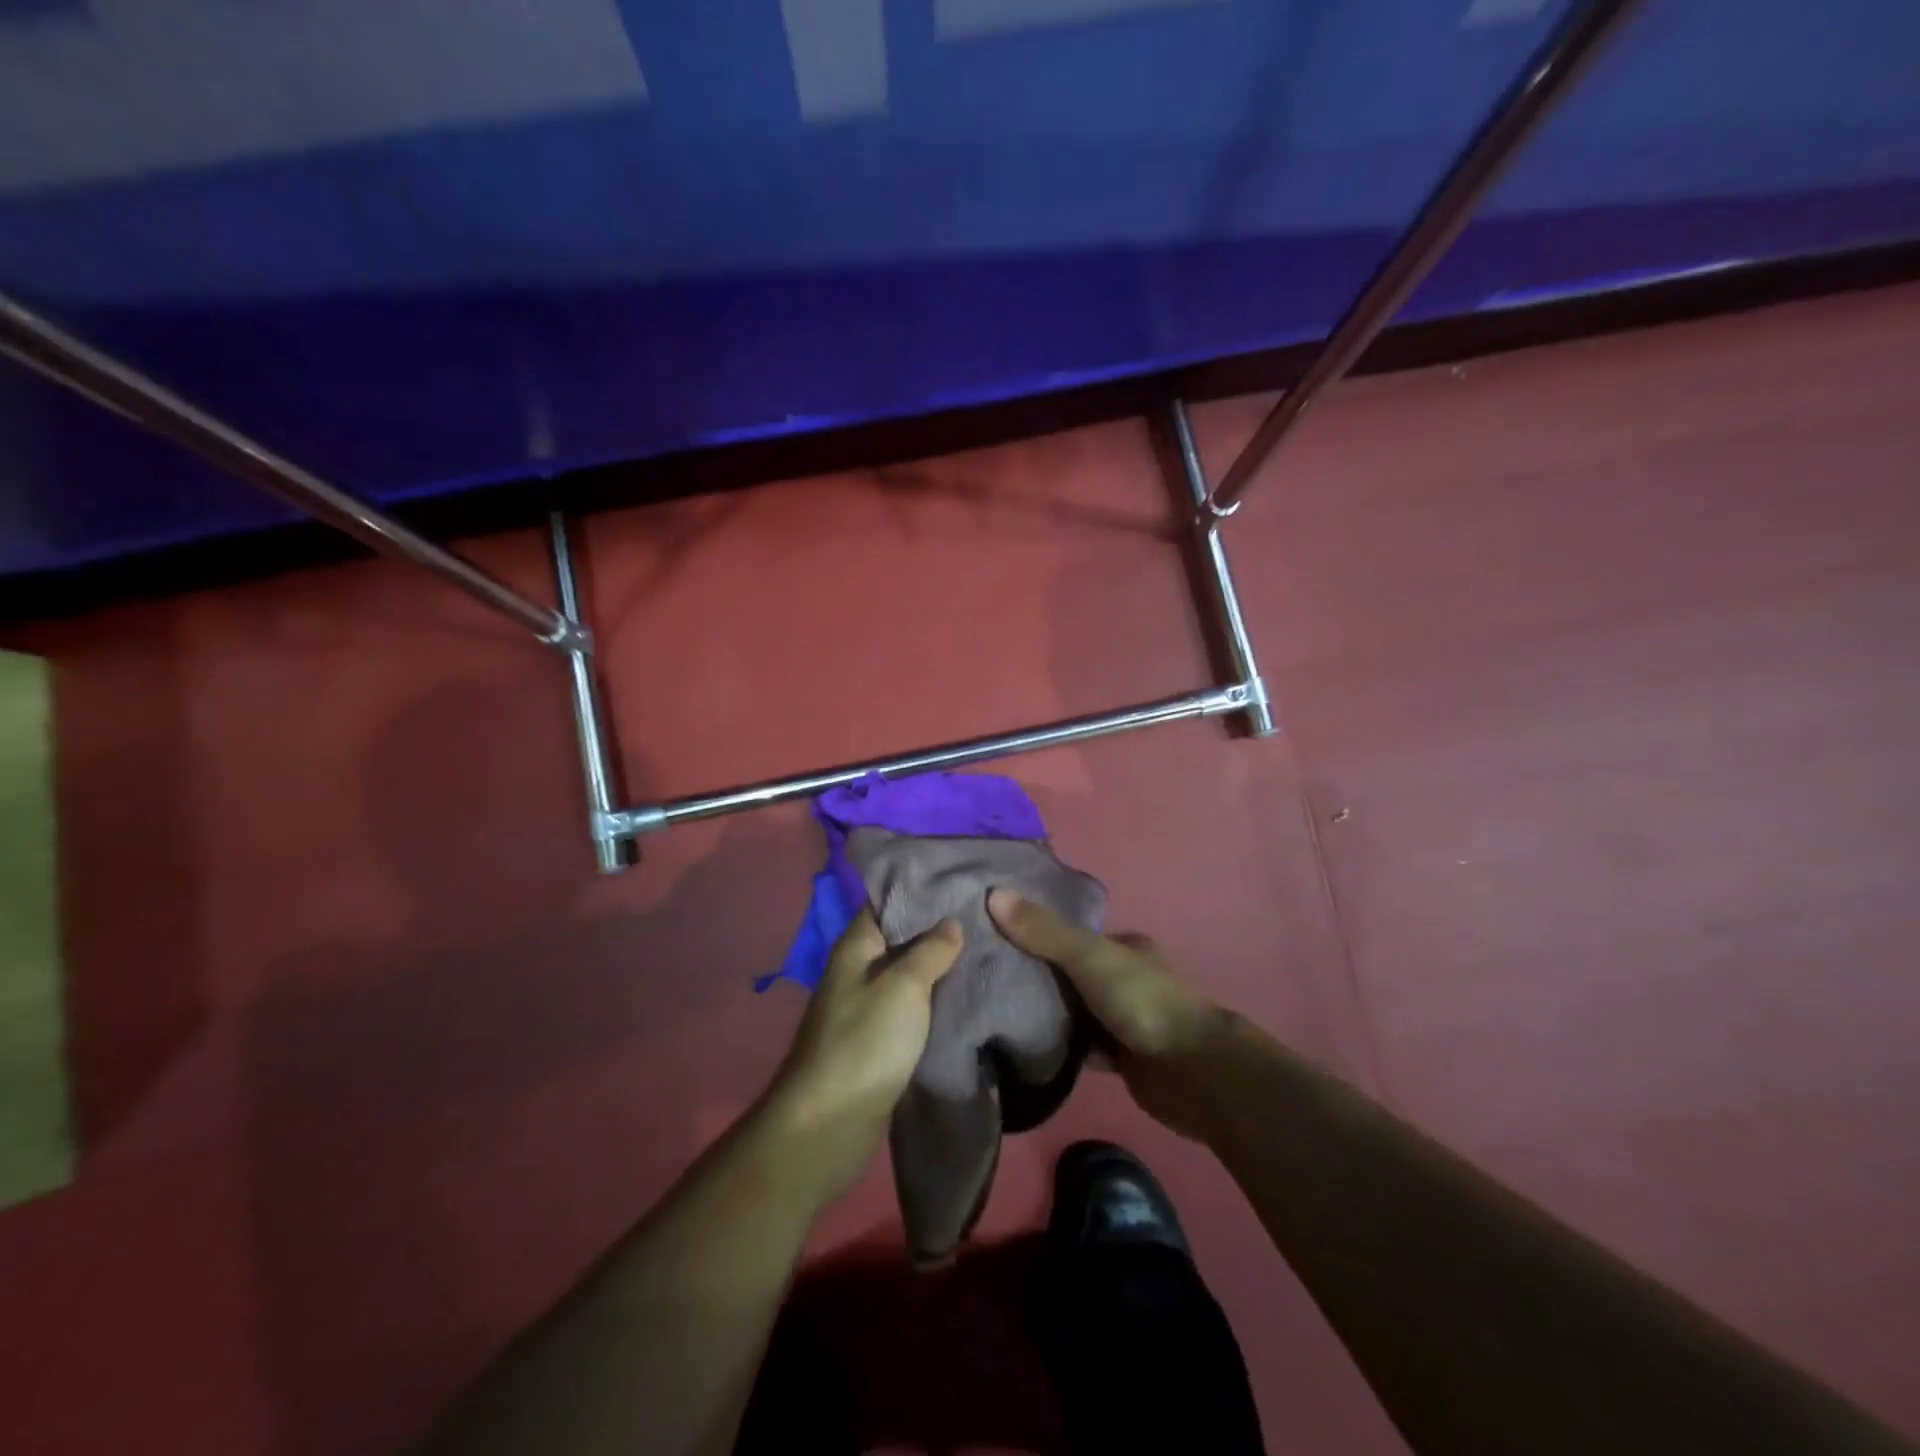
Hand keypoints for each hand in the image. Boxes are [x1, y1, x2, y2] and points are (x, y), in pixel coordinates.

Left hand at [762, 910, 961, 1202]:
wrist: (830, 1123)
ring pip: (910, 975)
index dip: (920, 888)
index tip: (960, 877)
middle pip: (902, 937)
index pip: (887, 900)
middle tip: (985, 913)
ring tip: (987, 946)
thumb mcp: (903, 986)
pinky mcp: (881, 1040)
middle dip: (939, 927)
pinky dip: (937, 999)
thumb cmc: (864, 1041)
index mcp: (856, 946)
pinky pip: (913, 1008)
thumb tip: (952, 922)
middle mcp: (859, 970)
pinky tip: (970, 992)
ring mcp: (869, 1007)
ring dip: (941, 965)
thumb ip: (930, 950)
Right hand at [987, 887, 1233, 1138]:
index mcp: (1124, 946)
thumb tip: (993, 893)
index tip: (993, 937)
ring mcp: (1123, 1019)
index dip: (1034, 933)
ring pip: (1074, 1011)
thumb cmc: (1143, 1001)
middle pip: (1069, 973)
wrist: (1193, 1074)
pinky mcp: (1121, 1058)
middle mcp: (1124, 978)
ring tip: (993, 1011)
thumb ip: (1044, 931)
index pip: (1070, 934)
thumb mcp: (1089, 956)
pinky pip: (1080, 1048)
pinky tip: (1023, 1049)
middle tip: (985, 978)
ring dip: (1045, 1014)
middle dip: (1035, 976)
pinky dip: (1058, 1049)